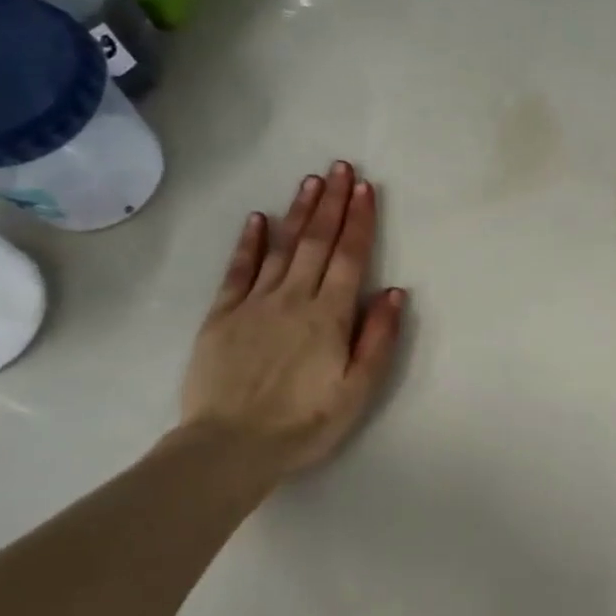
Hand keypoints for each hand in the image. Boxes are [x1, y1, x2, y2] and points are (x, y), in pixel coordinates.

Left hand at [179, 161, 405, 478]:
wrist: (230, 446)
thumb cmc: (305, 423)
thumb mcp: (358, 389)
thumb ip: (378, 338)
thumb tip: (394, 292)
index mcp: (329, 316)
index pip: (350, 258)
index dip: (360, 221)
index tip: (365, 188)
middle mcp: (294, 298)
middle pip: (317, 242)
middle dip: (332, 203)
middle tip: (340, 168)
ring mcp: (254, 303)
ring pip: (282, 247)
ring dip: (299, 213)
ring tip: (311, 182)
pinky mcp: (222, 315)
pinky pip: (238, 270)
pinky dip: (249, 242)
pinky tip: (258, 220)